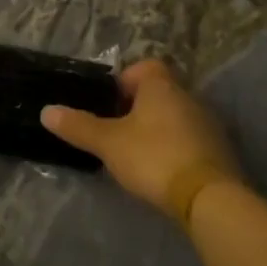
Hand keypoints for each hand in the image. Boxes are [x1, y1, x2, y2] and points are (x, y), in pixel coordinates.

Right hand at [41, 60, 242, 223]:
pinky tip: (161, 171)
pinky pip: (190, 140)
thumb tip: (46, 111)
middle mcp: (189, 98)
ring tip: (136, 153)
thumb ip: (78, 126)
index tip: (109, 103)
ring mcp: (209, 125)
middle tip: (116, 131)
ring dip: (158, 129)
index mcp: (162, 87)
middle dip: (138, 108)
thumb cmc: (153, 157)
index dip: (125, 80)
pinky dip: (175, 148)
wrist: (209, 199)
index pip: (145, 66)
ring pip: (176, 117)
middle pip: (160, 92)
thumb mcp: (108, 143)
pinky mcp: (220, 153)